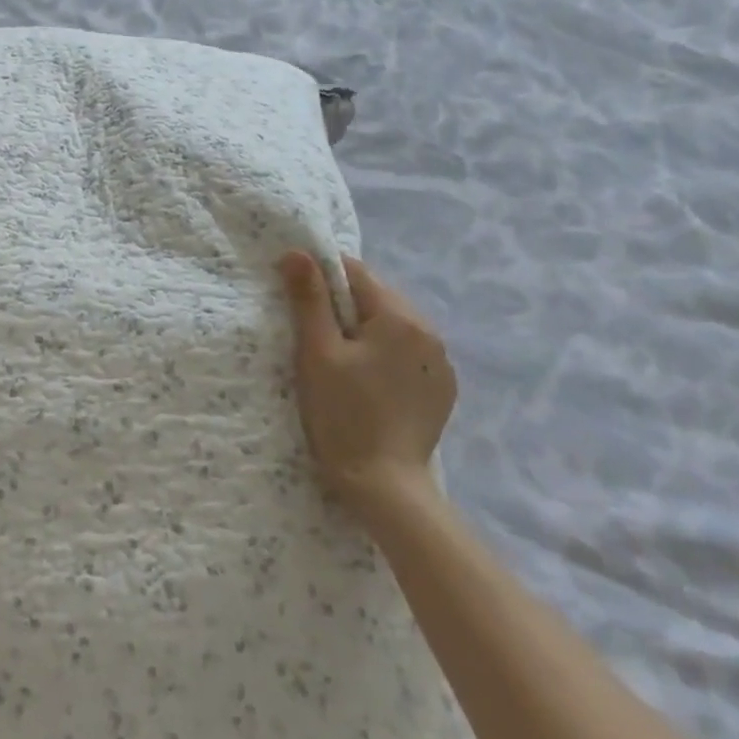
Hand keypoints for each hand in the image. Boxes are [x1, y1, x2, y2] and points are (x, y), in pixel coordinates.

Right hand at [279, 251, 454, 519]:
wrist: (384, 485)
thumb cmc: (343, 414)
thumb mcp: (317, 352)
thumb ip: (309, 299)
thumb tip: (297, 252)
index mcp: (400, 317)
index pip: (356, 274)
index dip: (322, 278)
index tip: (297, 298)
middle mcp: (430, 332)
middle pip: (377, 299)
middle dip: (344, 308)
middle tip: (314, 337)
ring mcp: (441, 363)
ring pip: (392, 327)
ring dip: (365, 332)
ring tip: (339, 362)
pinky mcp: (442, 389)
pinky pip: (407, 354)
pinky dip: (384, 356)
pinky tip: (366, 383)